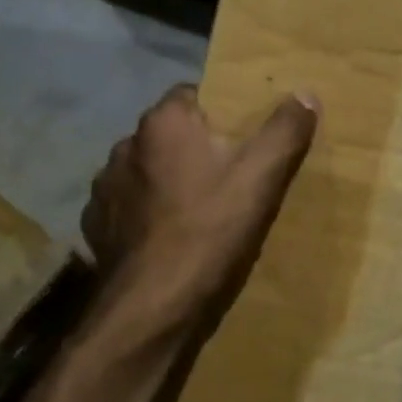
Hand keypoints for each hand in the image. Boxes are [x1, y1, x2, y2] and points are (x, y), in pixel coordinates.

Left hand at [79, 84, 317, 351]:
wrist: (154, 308)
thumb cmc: (210, 231)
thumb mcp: (262, 178)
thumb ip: (285, 131)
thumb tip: (304, 94)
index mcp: (163, 123)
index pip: (193, 94)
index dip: (221, 111)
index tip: (245, 136)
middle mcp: (125, 145)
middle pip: (170, 134)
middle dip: (196, 147)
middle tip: (231, 174)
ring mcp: (105, 188)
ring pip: (148, 170)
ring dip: (168, 180)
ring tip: (200, 208)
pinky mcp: (96, 226)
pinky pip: (130, 206)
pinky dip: (149, 214)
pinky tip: (170, 237)